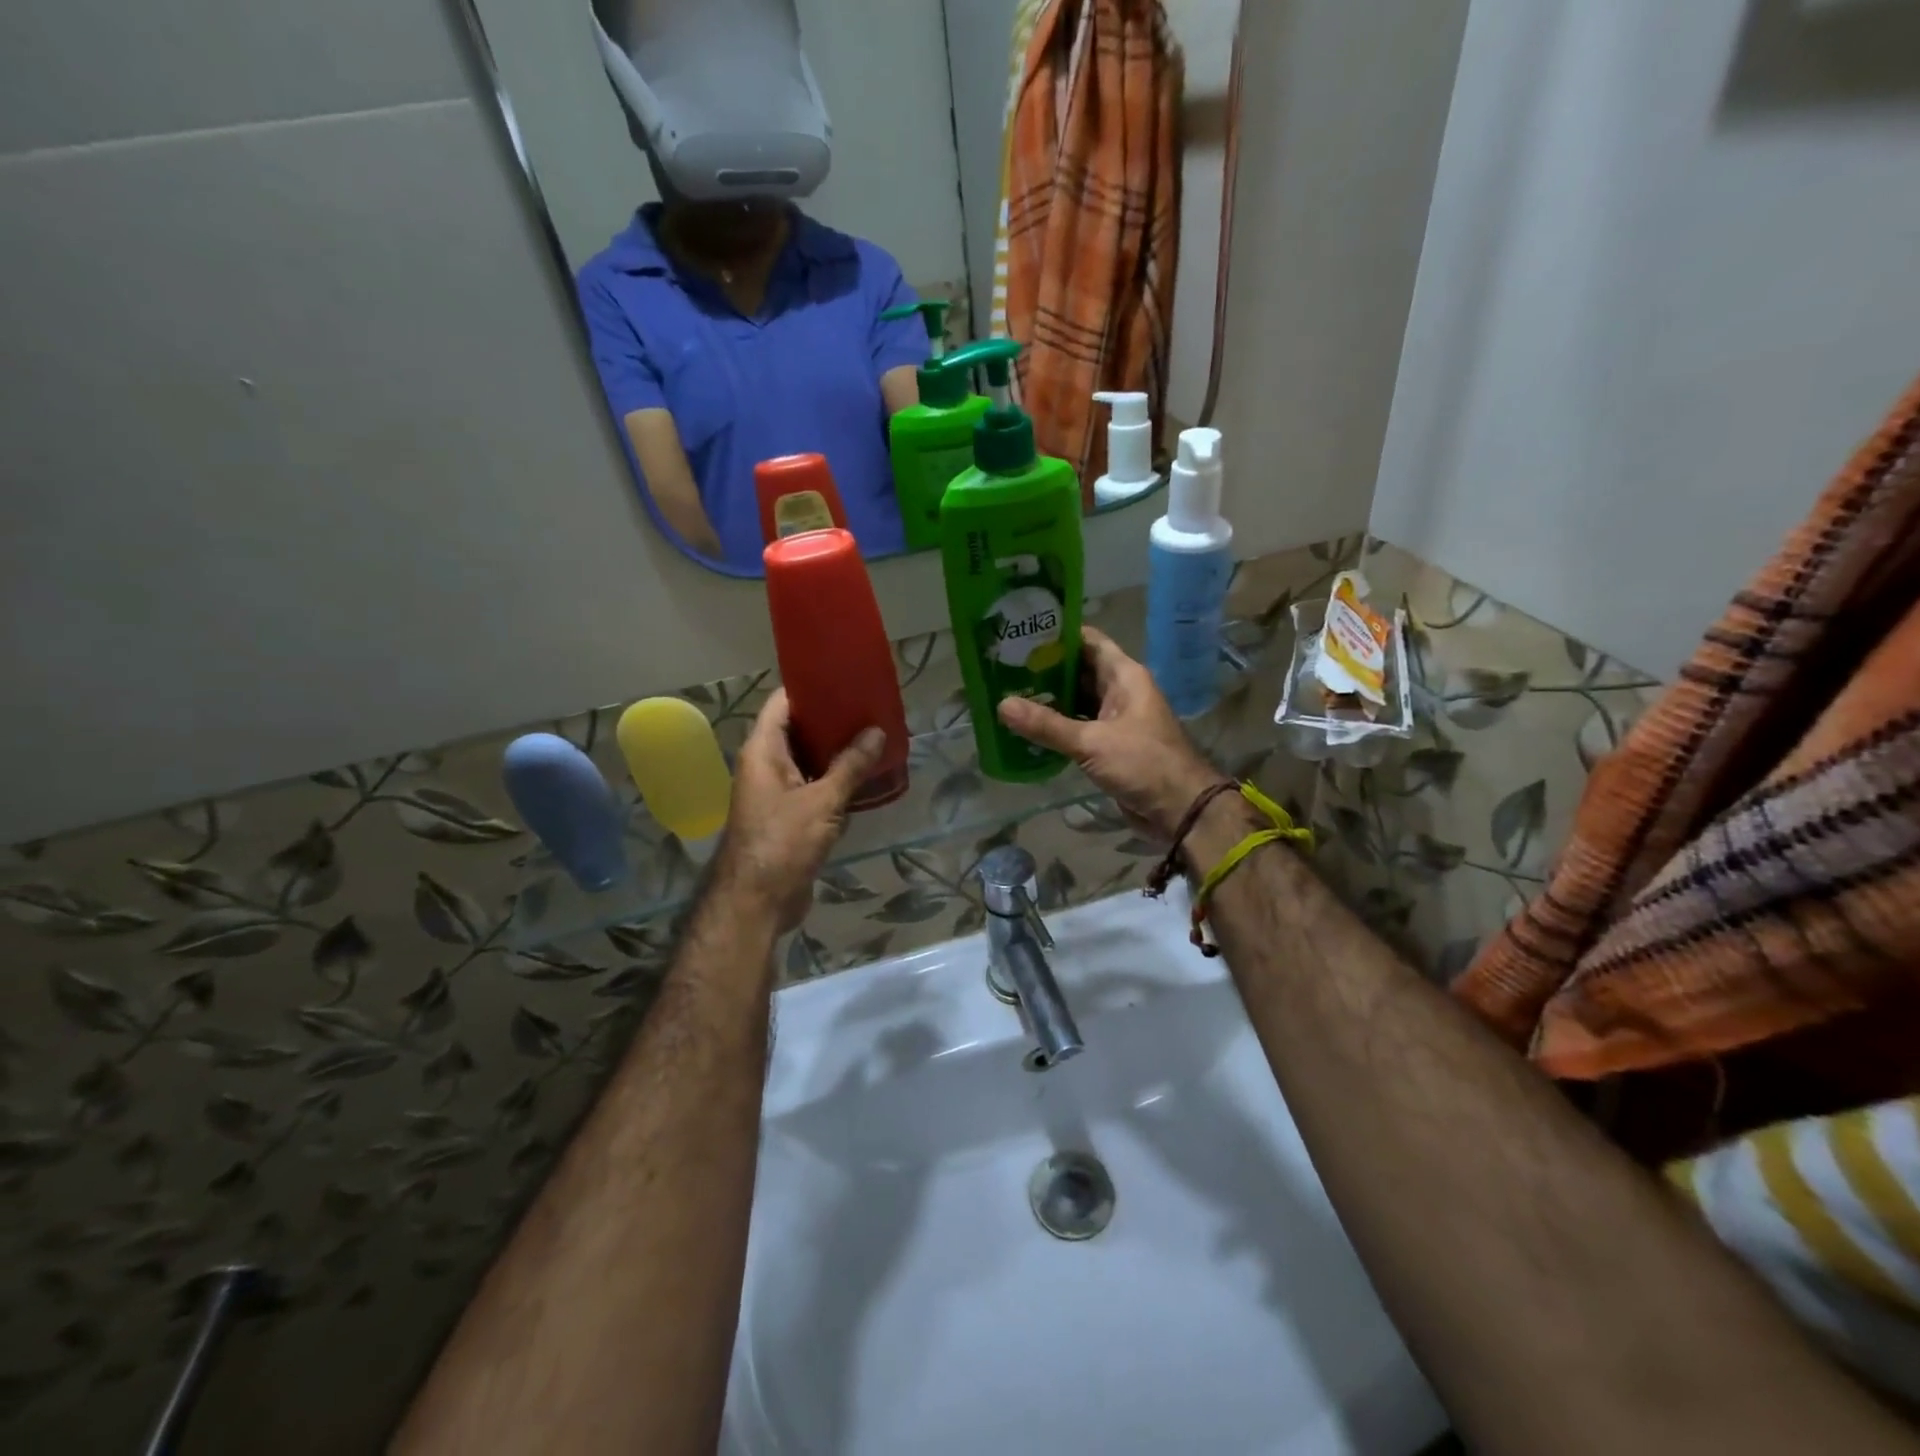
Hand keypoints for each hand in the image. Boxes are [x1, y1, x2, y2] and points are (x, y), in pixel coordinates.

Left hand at [711, 690, 885, 934]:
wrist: (757, 902)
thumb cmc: (782, 842)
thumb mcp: (822, 801)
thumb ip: (850, 766)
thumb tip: (877, 732)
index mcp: (763, 751)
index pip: (782, 703)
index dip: (809, 687)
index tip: (843, 677)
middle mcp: (767, 766)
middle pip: (798, 730)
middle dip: (832, 719)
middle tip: (870, 707)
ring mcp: (778, 793)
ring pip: (810, 760)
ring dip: (838, 751)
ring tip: (875, 736)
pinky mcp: (791, 817)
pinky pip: (816, 787)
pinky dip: (838, 779)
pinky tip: (868, 776)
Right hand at [998, 627, 1221, 840]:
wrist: (1181, 809)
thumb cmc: (1144, 763)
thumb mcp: (1092, 742)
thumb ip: (1047, 725)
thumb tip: (1001, 705)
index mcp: (1124, 676)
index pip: (1087, 641)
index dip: (1056, 634)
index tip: (1020, 632)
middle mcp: (1120, 691)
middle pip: (1078, 670)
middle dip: (1044, 669)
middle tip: (1002, 666)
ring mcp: (1115, 719)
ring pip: (1076, 700)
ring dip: (1048, 699)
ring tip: (1007, 693)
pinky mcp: (1110, 745)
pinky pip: (1078, 727)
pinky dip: (1056, 726)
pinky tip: (1026, 728)